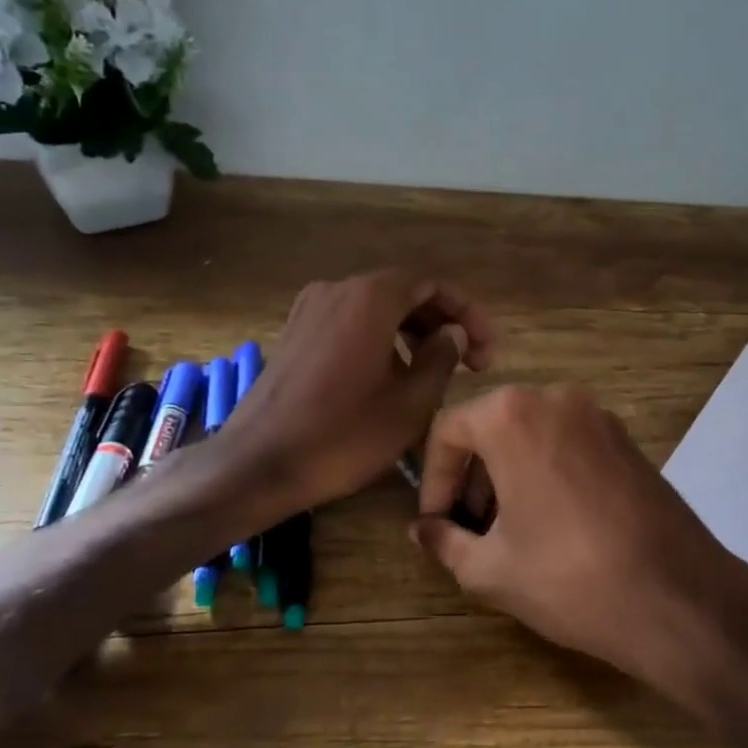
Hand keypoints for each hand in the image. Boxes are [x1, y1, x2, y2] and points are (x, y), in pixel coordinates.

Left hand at [224, 270, 493, 513]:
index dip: (468, 313)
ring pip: (376, 310)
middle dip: (442, 323)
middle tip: (471, 363)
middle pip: (404, 293)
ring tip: (435, 374)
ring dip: (413, 334)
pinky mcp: (295, 334)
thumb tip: (454, 335)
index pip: (432, 284)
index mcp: (370, 299)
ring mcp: (310, 310)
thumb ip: (442, 360)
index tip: (487, 350)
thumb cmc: (344, 436)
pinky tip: (391, 378)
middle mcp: (338, 290)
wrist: (260, 463)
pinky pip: (350, 324)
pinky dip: (381, 341)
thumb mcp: (411, 405)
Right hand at [411, 385, 747, 696]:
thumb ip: (443, 541)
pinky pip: (568, 446)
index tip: (435, 523)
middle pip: (491, 429)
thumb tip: (421, 530)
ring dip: (508, 477)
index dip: (432, 480)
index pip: (448, 432)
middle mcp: (557, 399)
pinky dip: (545, 474)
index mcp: (513, 416)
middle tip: (468, 531)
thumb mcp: (489, 569)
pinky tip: (551, 525)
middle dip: (471, 479)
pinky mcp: (630, 442)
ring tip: (507, 534)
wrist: (678, 598)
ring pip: (532, 437)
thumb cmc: (569, 578)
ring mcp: (601, 417)